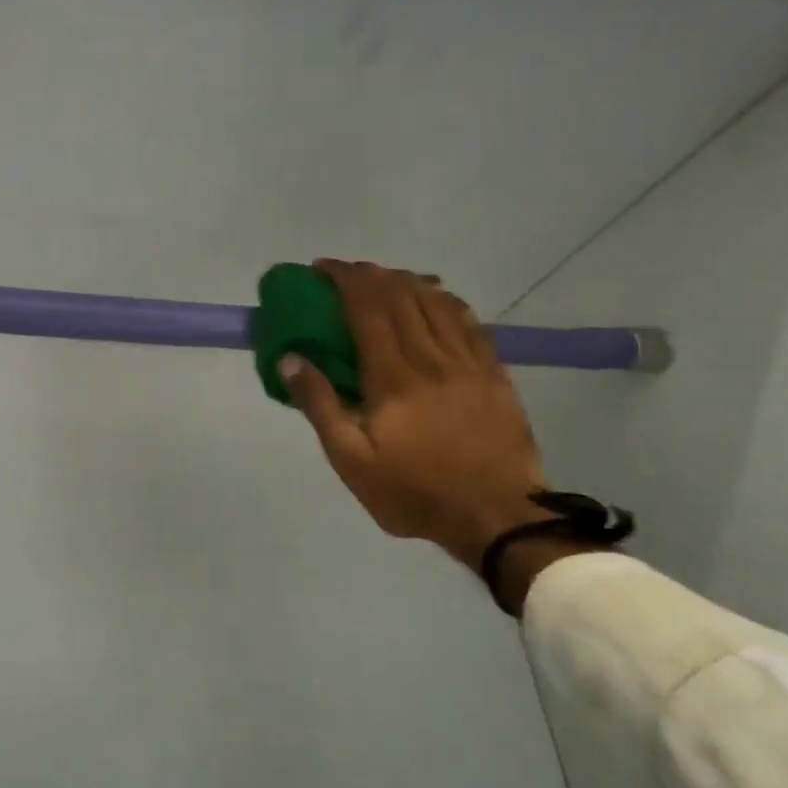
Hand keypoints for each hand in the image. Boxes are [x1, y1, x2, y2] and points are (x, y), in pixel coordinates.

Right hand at [279, 261, 548, 573]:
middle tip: (347, 272)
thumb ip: (320, 405)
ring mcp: (468, 362)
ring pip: (436, 301)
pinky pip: (469, 321)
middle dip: (370, 274)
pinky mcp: (494, 373)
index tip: (322, 269)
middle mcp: (430, 357)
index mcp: (392, 376)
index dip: (344, 279)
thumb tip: (290, 358)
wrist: (497, 517)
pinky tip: (436, 298)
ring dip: (406, 281)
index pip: (366, 307)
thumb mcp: (351, 461)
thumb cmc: (414, 492)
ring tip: (386, 278)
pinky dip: (446, 300)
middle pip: (400, 296)